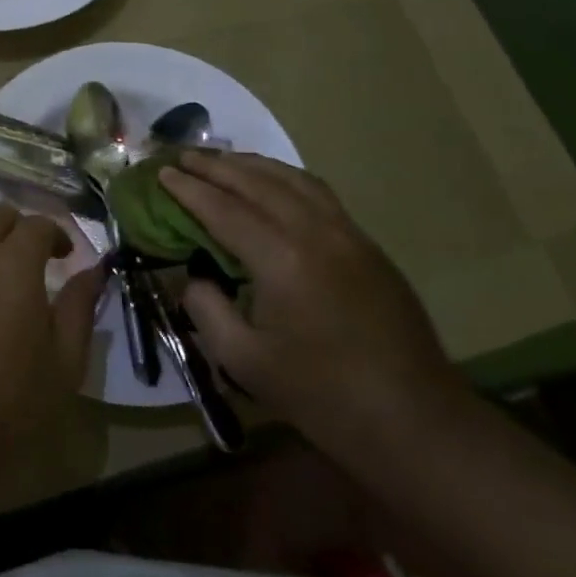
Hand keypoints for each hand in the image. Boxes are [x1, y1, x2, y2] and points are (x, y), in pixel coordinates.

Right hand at [159, 152, 465, 454]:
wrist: (413, 420)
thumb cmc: (322, 396)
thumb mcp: (244, 361)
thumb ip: (207, 309)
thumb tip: (195, 277)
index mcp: (282, 259)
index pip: (224, 210)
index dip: (189, 190)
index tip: (162, 173)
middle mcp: (315, 232)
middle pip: (258, 183)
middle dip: (216, 166)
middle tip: (183, 156)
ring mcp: (348, 234)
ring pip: (293, 180)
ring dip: (253, 165)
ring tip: (223, 160)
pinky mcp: (367, 245)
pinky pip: (319, 194)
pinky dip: (286, 179)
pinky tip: (273, 185)